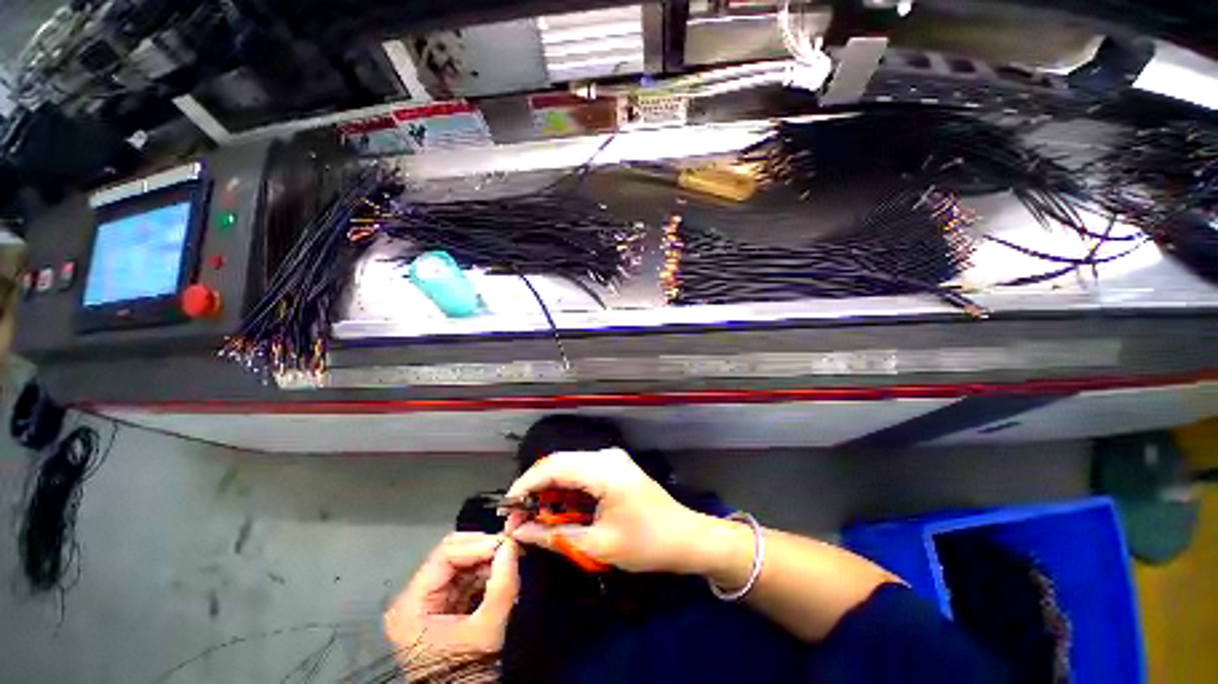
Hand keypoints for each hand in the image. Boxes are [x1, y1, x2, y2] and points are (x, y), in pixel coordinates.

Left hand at [384, 533, 519, 659]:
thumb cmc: (467, 672)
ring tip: (511, 562)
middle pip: (451, 556)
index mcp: (412, 605)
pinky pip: (464, 580)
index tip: (507, 543)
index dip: (478, 544)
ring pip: (460, 565)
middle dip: (484, 550)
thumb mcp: (487, 629)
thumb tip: (512, 545)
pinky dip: (485, 575)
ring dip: (487, 562)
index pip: (445, 555)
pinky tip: (502, 575)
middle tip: (511, 548)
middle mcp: (413, 598)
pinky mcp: (441, 608)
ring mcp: (426, 603)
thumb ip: (501, 584)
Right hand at [506, 447, 707, 573]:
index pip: (553, 467)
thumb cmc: (646, 544)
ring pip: (569, 467)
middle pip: (559, 463)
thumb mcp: (598, 545)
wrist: (686, 537)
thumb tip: (520, 533)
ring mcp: (611, 459)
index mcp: (603, 470)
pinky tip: (559, 509)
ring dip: (550, 489)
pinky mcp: (614, 467)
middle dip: (535, 489)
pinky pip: (582, 472)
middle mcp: (605, 456)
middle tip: (518, 518)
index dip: (525, 485)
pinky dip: (567, 490)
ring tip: (534, 517)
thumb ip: (555, 536)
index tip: (507, 510)